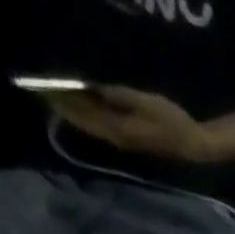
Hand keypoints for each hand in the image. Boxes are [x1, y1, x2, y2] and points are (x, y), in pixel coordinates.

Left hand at [49, 85, 217, 162]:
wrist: (193, 147)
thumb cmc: (173, 122)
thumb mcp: (147, 103)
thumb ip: (119, 96)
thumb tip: (93, 87)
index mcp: (117, 129)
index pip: (82, 113)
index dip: (62, 100)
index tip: (42, 86)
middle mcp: (115, 138)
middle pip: (82, 122)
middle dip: (63, 107)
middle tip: (41, 91)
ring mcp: (121, 142)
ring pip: (89, 127)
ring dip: (72, 114)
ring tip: (56, 99)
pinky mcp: (127, 140)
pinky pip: (99, 128)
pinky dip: (86, 118)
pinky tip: (80, 110)